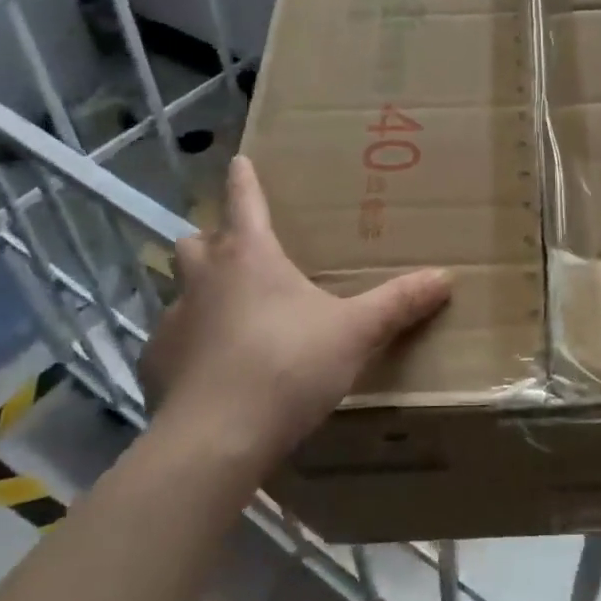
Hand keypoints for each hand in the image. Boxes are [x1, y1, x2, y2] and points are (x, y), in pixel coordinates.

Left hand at [137, 156, 450, 468]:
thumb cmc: (288, 367)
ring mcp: (173, 320)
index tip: (238, 160)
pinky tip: (210, 368)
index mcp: (250, 256)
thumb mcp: (354, 333)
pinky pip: (170, 339)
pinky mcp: (155, 364)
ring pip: (180, 287)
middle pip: (197, 239)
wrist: (216, 440)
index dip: (243, 179)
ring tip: (227, 309)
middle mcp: (204, 278)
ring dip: (200, 288)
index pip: (244, 201)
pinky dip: (189, 342)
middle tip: (237, 248)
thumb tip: (445, 277)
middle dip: (213, 236)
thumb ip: (398, 303)